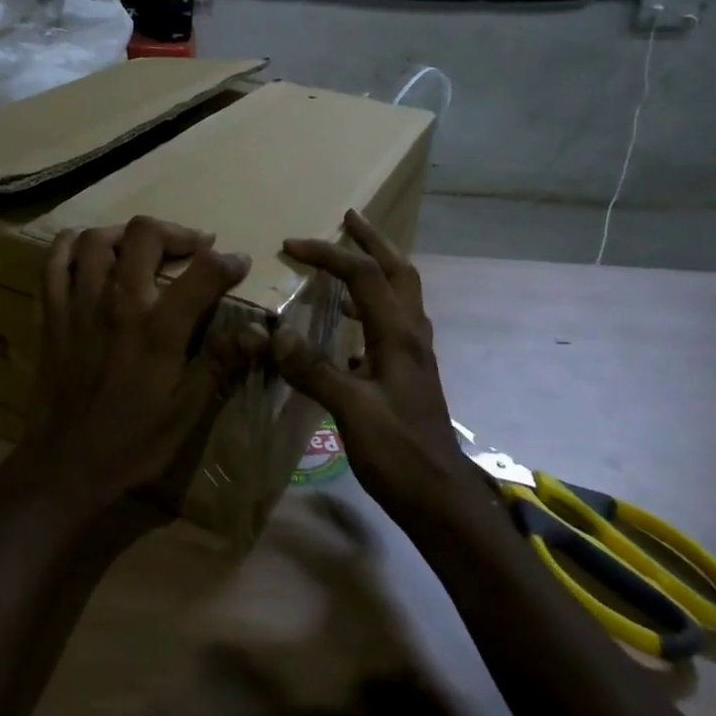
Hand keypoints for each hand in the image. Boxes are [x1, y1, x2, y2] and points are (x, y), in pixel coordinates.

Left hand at [18, 216, 267, 518]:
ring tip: (144, 248)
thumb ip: (219, 363)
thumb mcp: (187, 412)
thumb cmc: (132, 442)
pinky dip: (71, 245)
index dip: (227, 261)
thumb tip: (256, 332)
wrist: (65, 465)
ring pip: (97, 239)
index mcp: (157, 329)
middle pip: (144, 235)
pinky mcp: (51, 313)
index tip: (239, 262)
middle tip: (194, 248)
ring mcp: (79, 303)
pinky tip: (90, 251)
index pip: (201, 273)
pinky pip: (55, 261)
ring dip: (126, 233)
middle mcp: (118, 303)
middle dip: (176, 233)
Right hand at [273, 209, 474, 514]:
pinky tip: (346, 322)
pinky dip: (370, 304)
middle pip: (398, 270)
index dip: (327, 254)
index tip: (290, 245)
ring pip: (400, 293)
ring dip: (376, 267)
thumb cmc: (398, 454)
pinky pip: (391, 321)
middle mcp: (411, 334)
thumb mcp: (351, 411)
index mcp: (398, 335)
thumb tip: (275, 333)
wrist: (440, 499)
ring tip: (347, 258)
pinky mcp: (409, 373)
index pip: (363, 275)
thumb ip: (314, 370)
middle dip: (373, 240)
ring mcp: (414, 354)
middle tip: (349, 217)